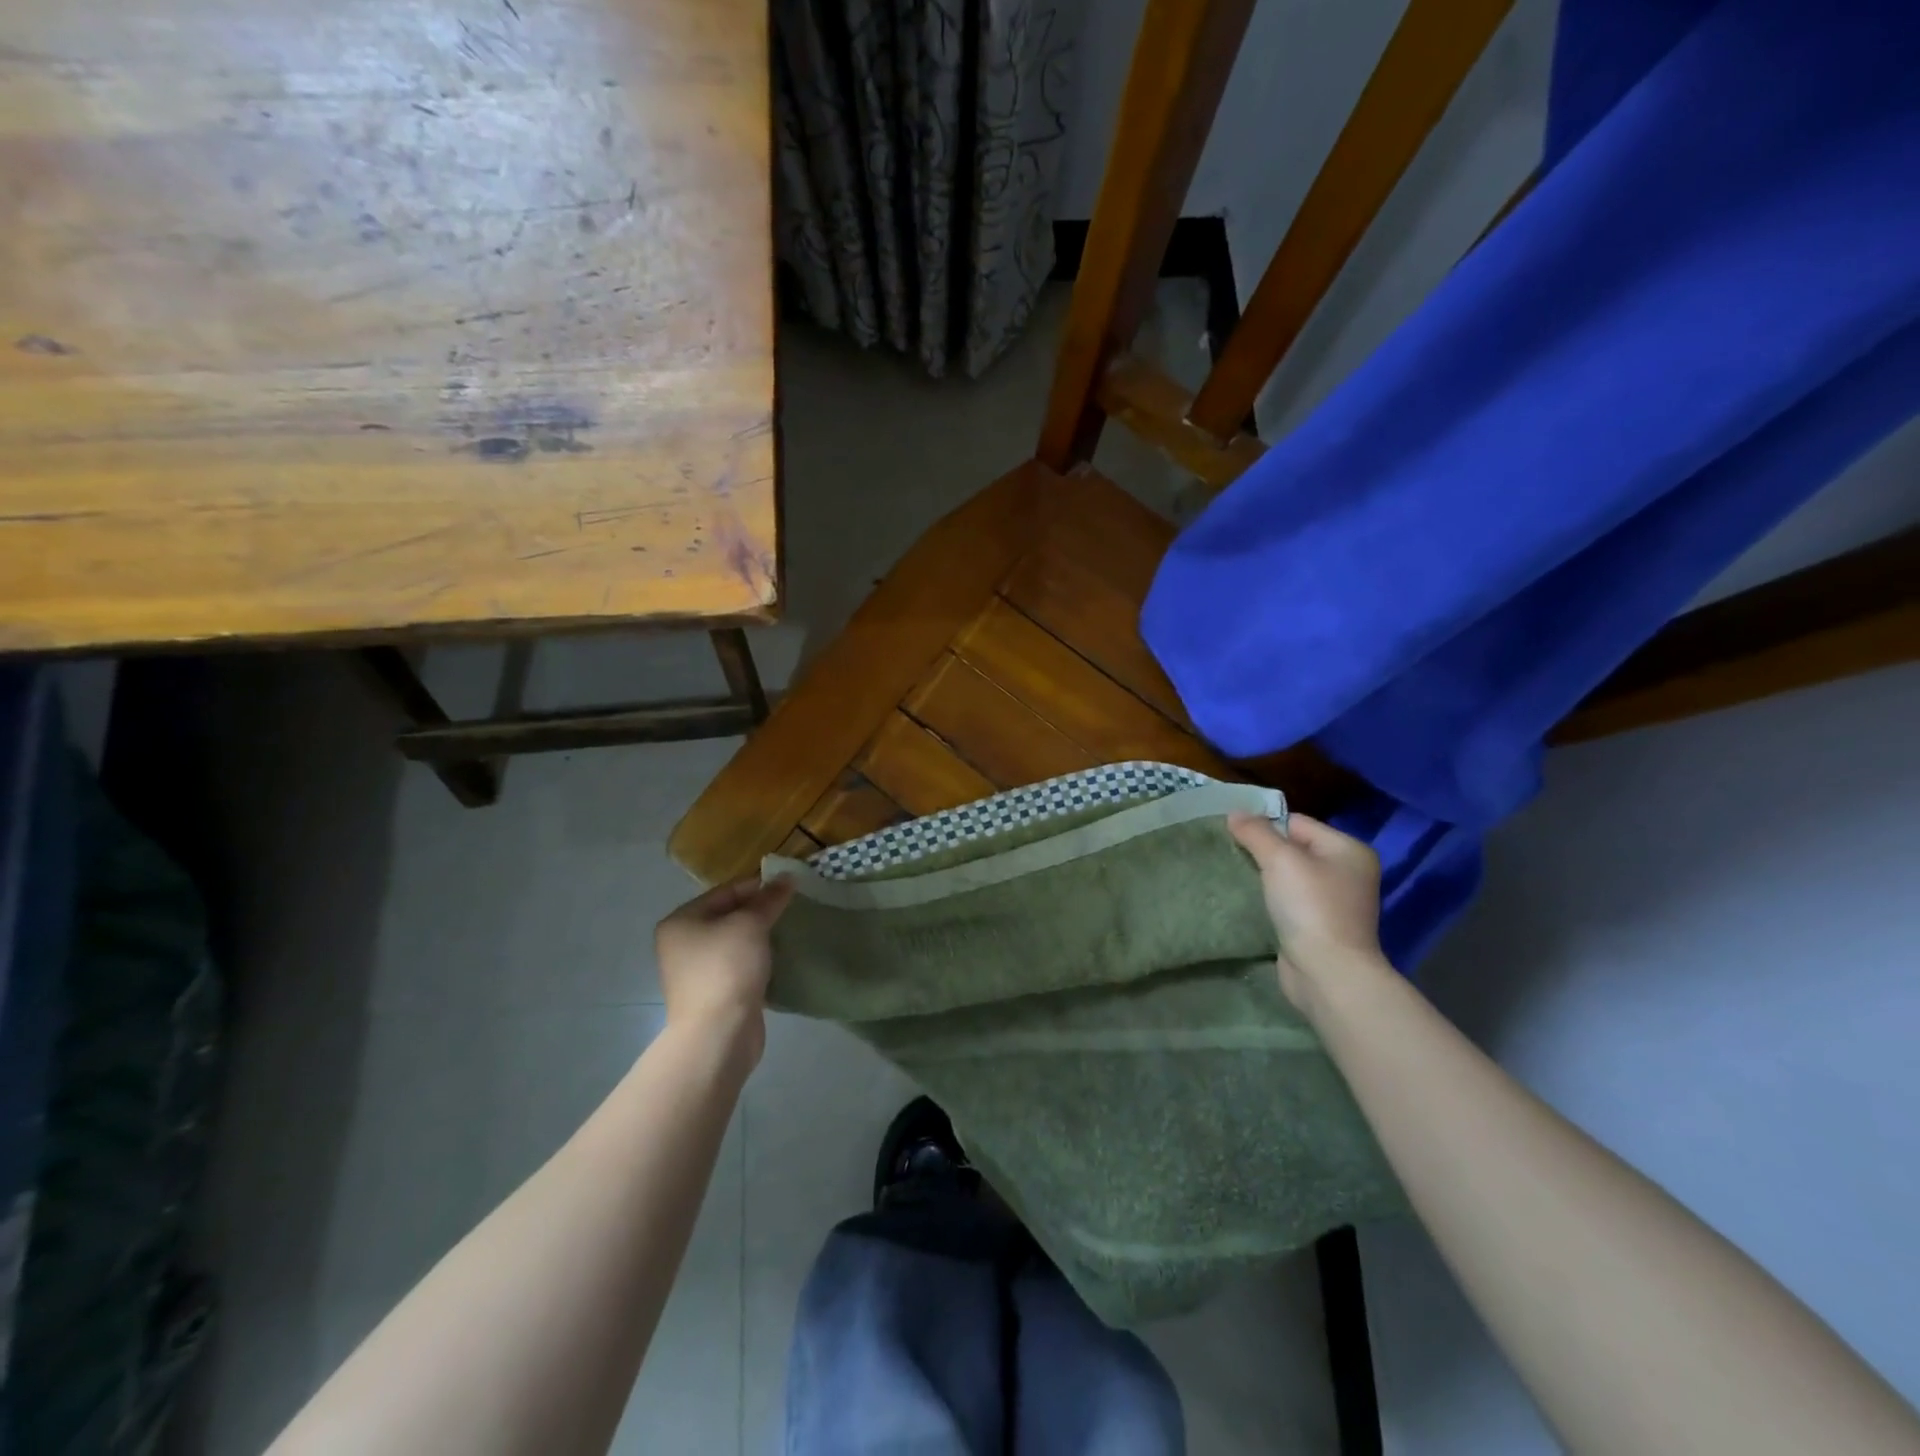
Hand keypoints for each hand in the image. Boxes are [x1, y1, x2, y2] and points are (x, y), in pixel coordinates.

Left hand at [654, 877, 794, 1061]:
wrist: (719, 1033)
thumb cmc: (727, 968)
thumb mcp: (751, 924)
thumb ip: (769, 899)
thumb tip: (787, 877)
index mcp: (681, 921)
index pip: (725, 891)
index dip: (758, 886)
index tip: (788, 888)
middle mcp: (682, 944)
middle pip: (728, 916)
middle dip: (760, 912)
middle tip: (791, 909)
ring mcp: (696, 972)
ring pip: (735, 942)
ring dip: (760, 937)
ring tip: (789, 932)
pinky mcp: (713, 994)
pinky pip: (739, 966)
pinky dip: (758, 960)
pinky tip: (779, 958)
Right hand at [1227, 812, 1386, 1015]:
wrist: (1327, 973)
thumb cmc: (1310, 907)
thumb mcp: (1279, 860)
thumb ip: (1256, 832)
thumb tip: (1235, 813)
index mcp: (1348, 849)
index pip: (1297, 822)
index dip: (1265, 826)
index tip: (1234, 836)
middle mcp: (1348, 872)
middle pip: (1294, 848)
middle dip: (1263, 851)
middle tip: (1233, 855)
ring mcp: (1337, 901)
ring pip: (1290, 876)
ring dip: (1266, 876)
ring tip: (1238, 876)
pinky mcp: (1321, 926)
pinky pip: (1290, 900)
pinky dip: (1272, 899)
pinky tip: (1253, 901)